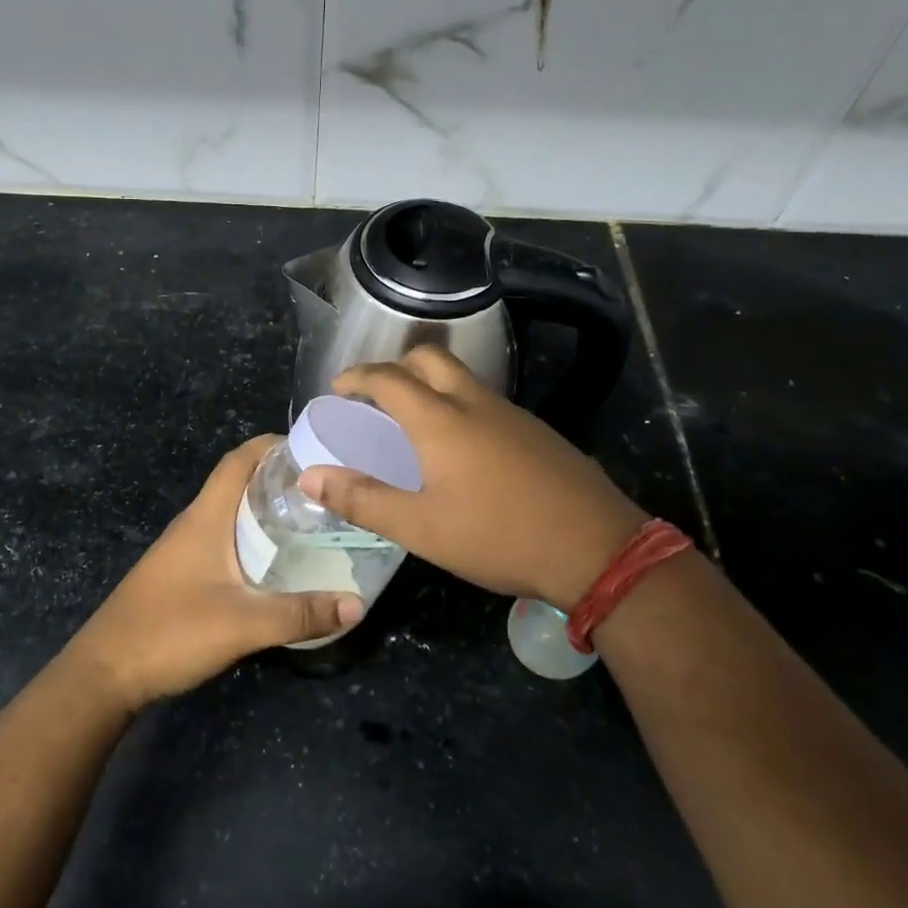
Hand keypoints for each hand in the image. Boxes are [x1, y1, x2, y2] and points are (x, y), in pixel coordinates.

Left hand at [65, 436, 363, 710]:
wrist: (105, 673)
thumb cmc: (170, 632)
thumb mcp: (243, 624)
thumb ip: (300, 614)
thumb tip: (357, 604)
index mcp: (205, 517)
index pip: (238, 460)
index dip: (272, 445)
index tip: (313, 447)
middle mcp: (194, 523)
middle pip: (238, 483)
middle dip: (279, 479)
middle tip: (325, 491)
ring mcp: (184, 549)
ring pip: (231, 515)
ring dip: (265, 511)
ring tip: (311, 523)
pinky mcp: (181, 574)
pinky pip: (224, 541)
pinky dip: (252, 539)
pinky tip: (275, 564)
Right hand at [299, 346, 645, 611]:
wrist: (597, 549)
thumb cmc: (498, 536)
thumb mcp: (420, 528)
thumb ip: (363, 499)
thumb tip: (310, 476)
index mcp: (440, 420)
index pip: (388, 378)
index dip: (357, 377)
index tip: (338, 389)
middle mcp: (475, 403)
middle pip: (430, 358)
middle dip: (396, 367)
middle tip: (376, 398)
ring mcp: (512, 414)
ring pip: (462, 377)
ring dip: (430, 385)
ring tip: (412, 424)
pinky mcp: (537, 432)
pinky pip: (486, 401)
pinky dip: (458, 405)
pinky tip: (461, 450)